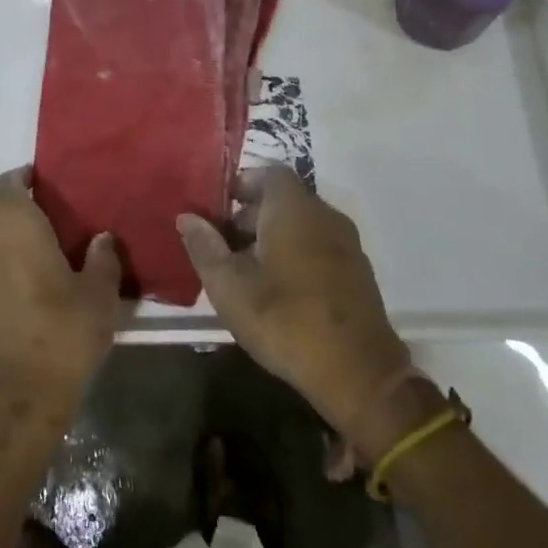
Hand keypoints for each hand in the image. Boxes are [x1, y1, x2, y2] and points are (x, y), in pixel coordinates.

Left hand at [0, 167, 126, 432]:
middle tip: (47, 233)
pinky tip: (15, 301)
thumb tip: (102, 238)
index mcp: (16, 229)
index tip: (37, 180)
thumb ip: (102, 260)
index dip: (20, 178)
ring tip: (32, 267)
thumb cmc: (62, 337)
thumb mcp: (99, 298)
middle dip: (17, 220)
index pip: (7, 186)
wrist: (15, 403)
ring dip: (4, 251)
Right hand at [179, 167, 430, 463]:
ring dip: (272, 236)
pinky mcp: (357, 272)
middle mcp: (324, 215)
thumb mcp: (229, 287)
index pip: (268, 173)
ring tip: (245, 270)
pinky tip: (277, 289)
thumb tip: (187, 217)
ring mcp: (346, 244)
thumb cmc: (285, 321)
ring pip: (302, 223)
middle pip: (284, 198)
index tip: (216, 207)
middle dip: (251, 214)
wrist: (359, 374)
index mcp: (293, 208)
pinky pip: (319, 245)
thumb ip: (205, 247)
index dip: (240, 184)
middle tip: (222, 243)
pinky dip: (296, 253)